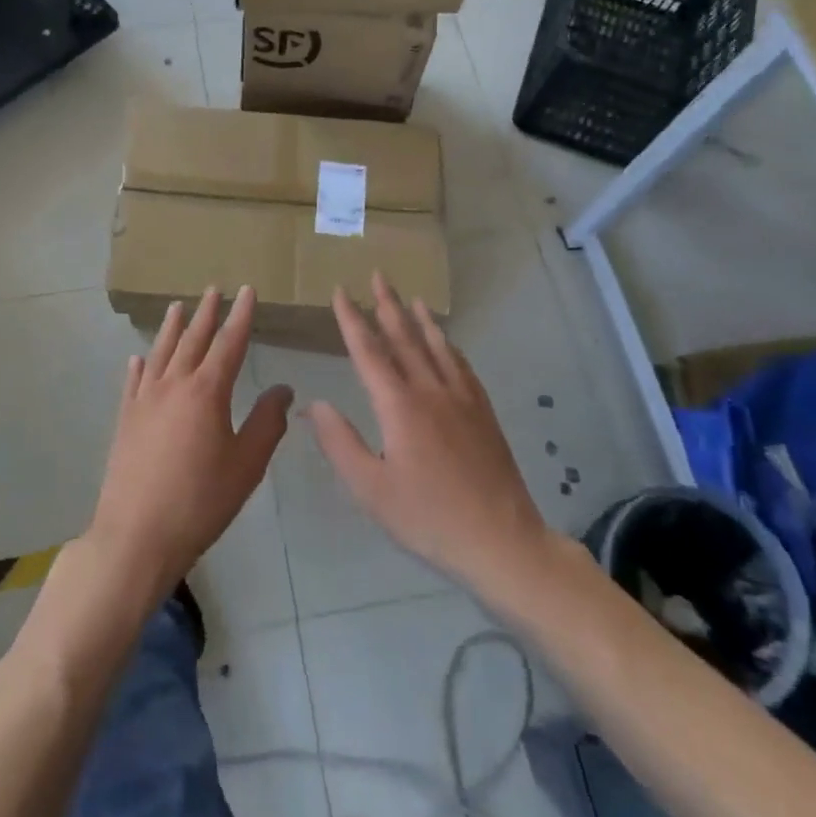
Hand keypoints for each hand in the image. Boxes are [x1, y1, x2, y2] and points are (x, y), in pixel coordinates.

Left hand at [89, 287, 291, 606]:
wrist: (137, 535)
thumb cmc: (200, 501)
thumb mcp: (246, 465)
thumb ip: (267, 423)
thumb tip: (283, 389)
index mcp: (207, 392)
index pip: (229, 343)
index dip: (240, 316)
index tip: (246, 290)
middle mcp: (173, 385)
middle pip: (193, 340)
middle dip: (207, 313)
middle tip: (214, 289)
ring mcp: (144, 401)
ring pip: (161, 353)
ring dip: (172, 328)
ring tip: (178, 307)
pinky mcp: (125, 420)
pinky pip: (134, 382)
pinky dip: (140, 365)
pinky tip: (139, 359)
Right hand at [309, 273, 549, 591]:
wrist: (501, 540)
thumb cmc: (428, 517)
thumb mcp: (371, 488)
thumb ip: (339, 442)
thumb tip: (314, 404)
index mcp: (399, 406)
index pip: (369, 352)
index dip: (352, 320)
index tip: (340, 292)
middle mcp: (431, 390)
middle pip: (405, 338)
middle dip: (387, 305)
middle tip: (378, 275)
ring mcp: (462, 399)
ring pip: (437, 347)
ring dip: (421, 319)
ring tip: (411, 298)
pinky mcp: (483, 413)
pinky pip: (462, 365)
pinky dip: (449, 346)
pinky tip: (448, 343)